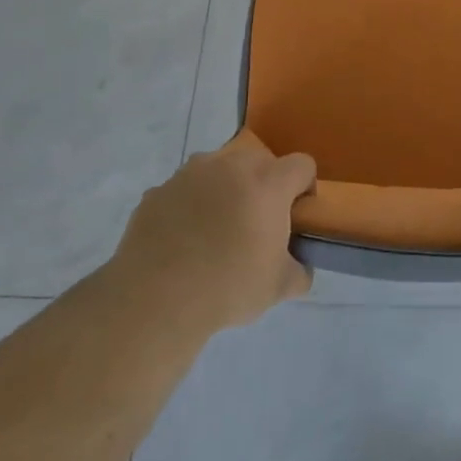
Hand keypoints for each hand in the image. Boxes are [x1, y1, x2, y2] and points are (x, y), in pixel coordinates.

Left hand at [114, 134, 315, 334]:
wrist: (155, 298)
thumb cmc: (228, 286)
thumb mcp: (279, 287)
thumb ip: (299, 271)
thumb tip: (299, 266)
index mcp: (267, 182)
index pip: (301, 165)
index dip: (304, 188)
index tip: (295, 216)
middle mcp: (230, 165)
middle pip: (259, 162)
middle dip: (263, 186)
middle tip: (256, 224)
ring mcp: (189, 174)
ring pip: (218, 171)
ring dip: (224, 190)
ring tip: (214, 231)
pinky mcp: (158, 190)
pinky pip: (184, 190)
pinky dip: (189, 206)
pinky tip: (182, 241)